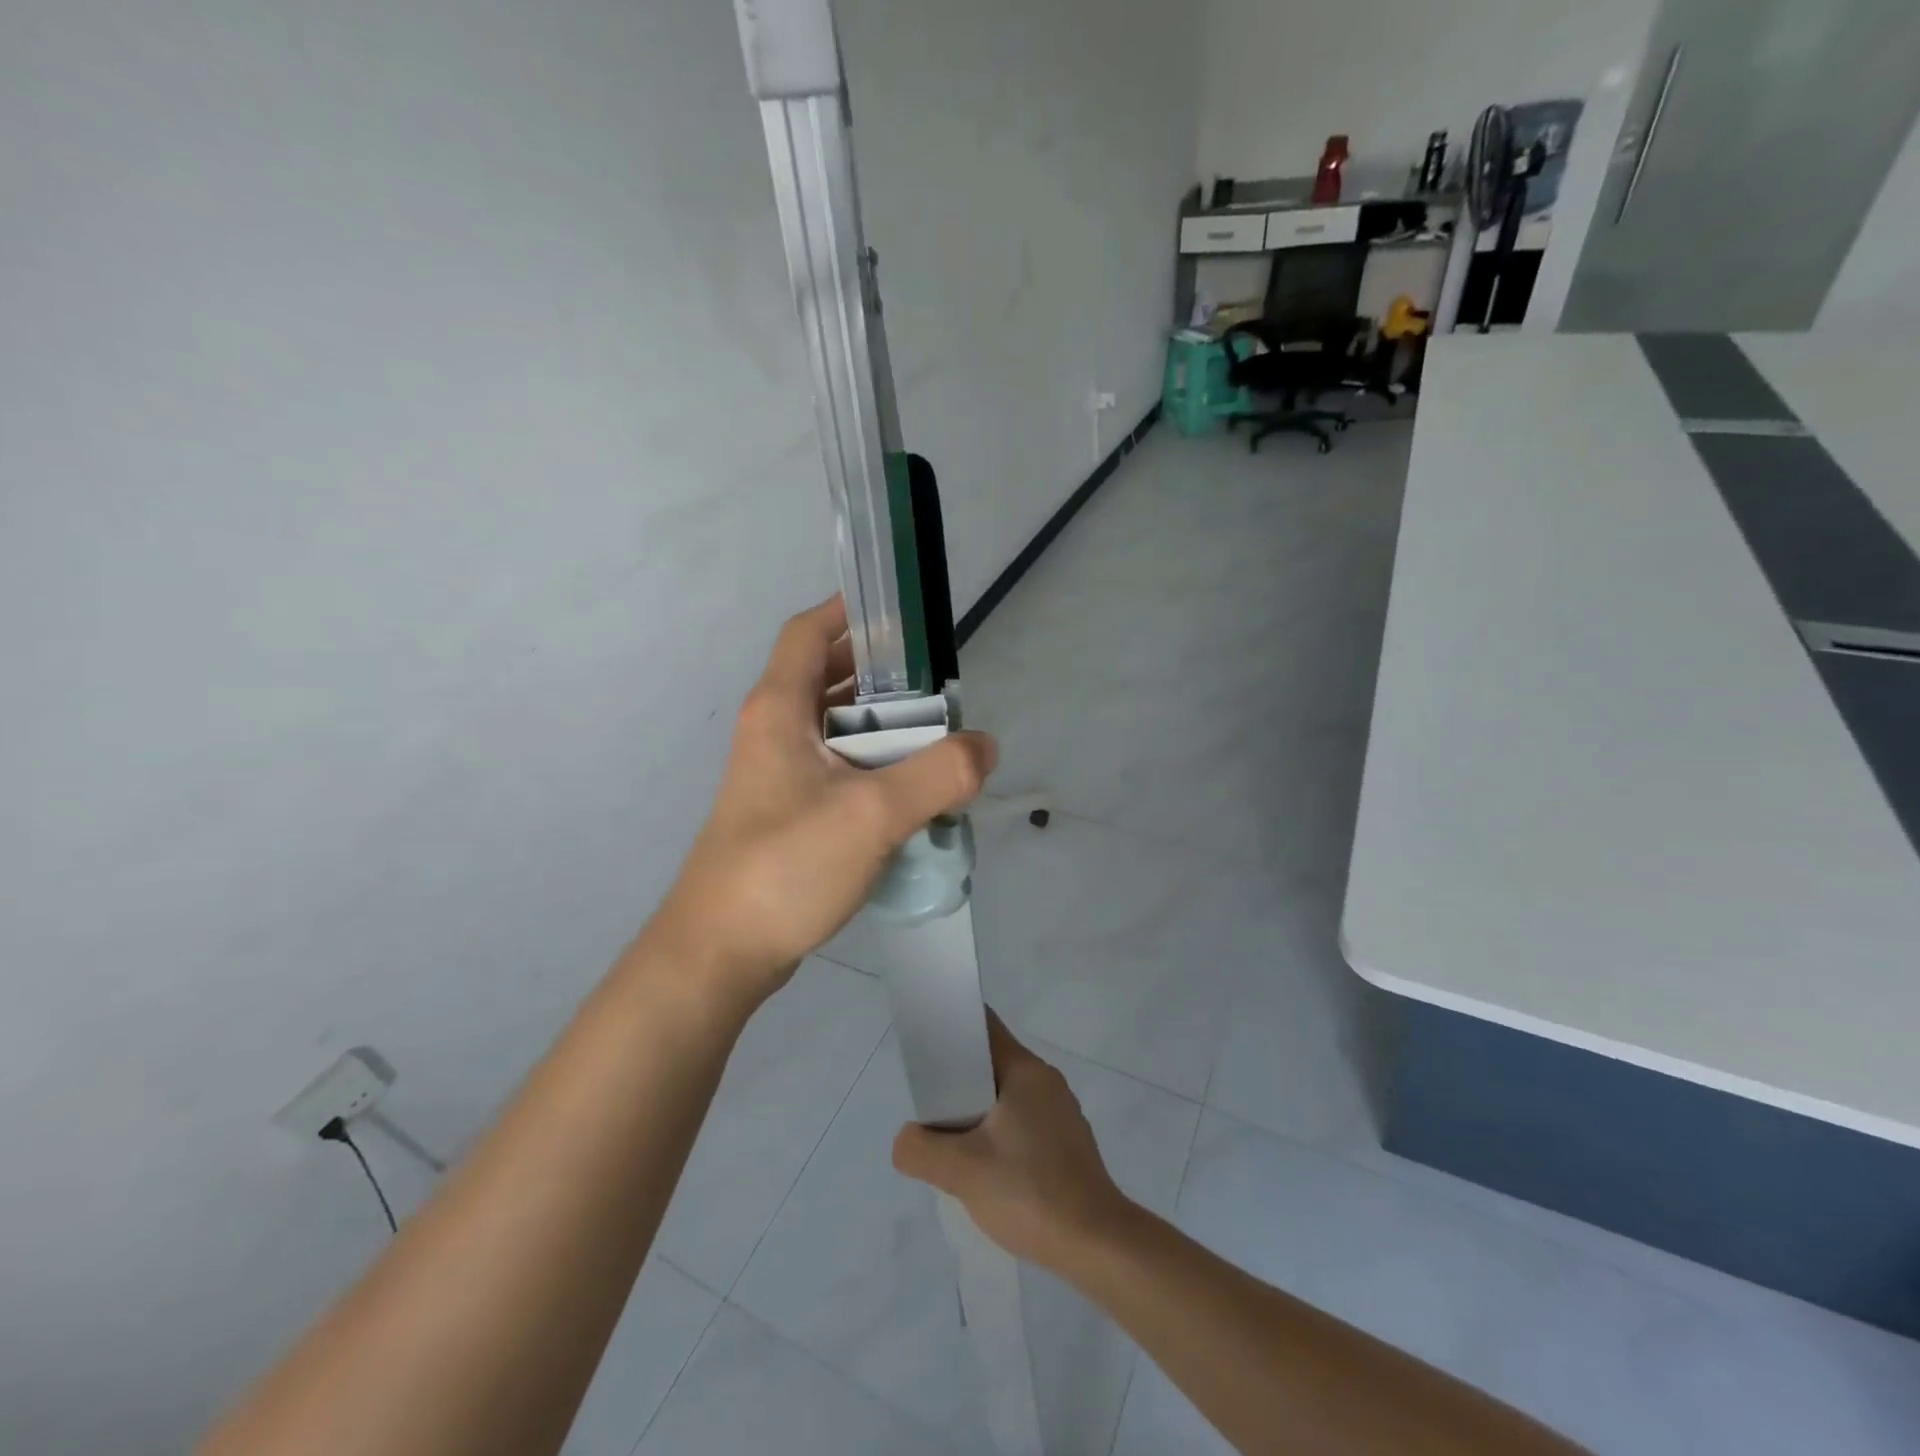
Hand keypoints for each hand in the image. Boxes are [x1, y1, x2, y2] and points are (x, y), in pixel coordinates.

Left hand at [651, 596, 995, 1006]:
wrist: (721, 952)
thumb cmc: (786, 867)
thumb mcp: (873, 814)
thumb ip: (939, 774)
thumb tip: (984, 747)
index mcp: (780, 709)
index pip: (810, 631)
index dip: (852, 610)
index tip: (905, 613)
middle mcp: (773, 730)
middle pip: (827, 676)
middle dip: (883, 673)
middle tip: (939, 687)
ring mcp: (777, 773)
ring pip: (835, 725)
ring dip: (882, 723)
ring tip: (936, 737)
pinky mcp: (786, 811)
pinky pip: (837, 767)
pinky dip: (873, 763)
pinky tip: (909, 790)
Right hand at [891, 1012, 1130, 1270]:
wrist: (1097, 1245)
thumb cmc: (1030, 1192)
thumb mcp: (962, 1171)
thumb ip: (920, 1149)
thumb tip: (906, 1140)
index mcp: (1025, 1070)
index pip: (983, 1027)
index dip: (951, 1028)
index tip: (924, 1048)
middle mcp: (1046, 1081)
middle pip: (992, 1064)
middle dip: (958, 1082)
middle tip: (929, 1111)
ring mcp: (1061, 1113)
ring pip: (1006, 1098)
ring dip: (978, 1114)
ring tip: (953, 1146)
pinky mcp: (1068, 1143)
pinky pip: (1023, 1123)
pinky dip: (1000, 1135)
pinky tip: (988, 1171)